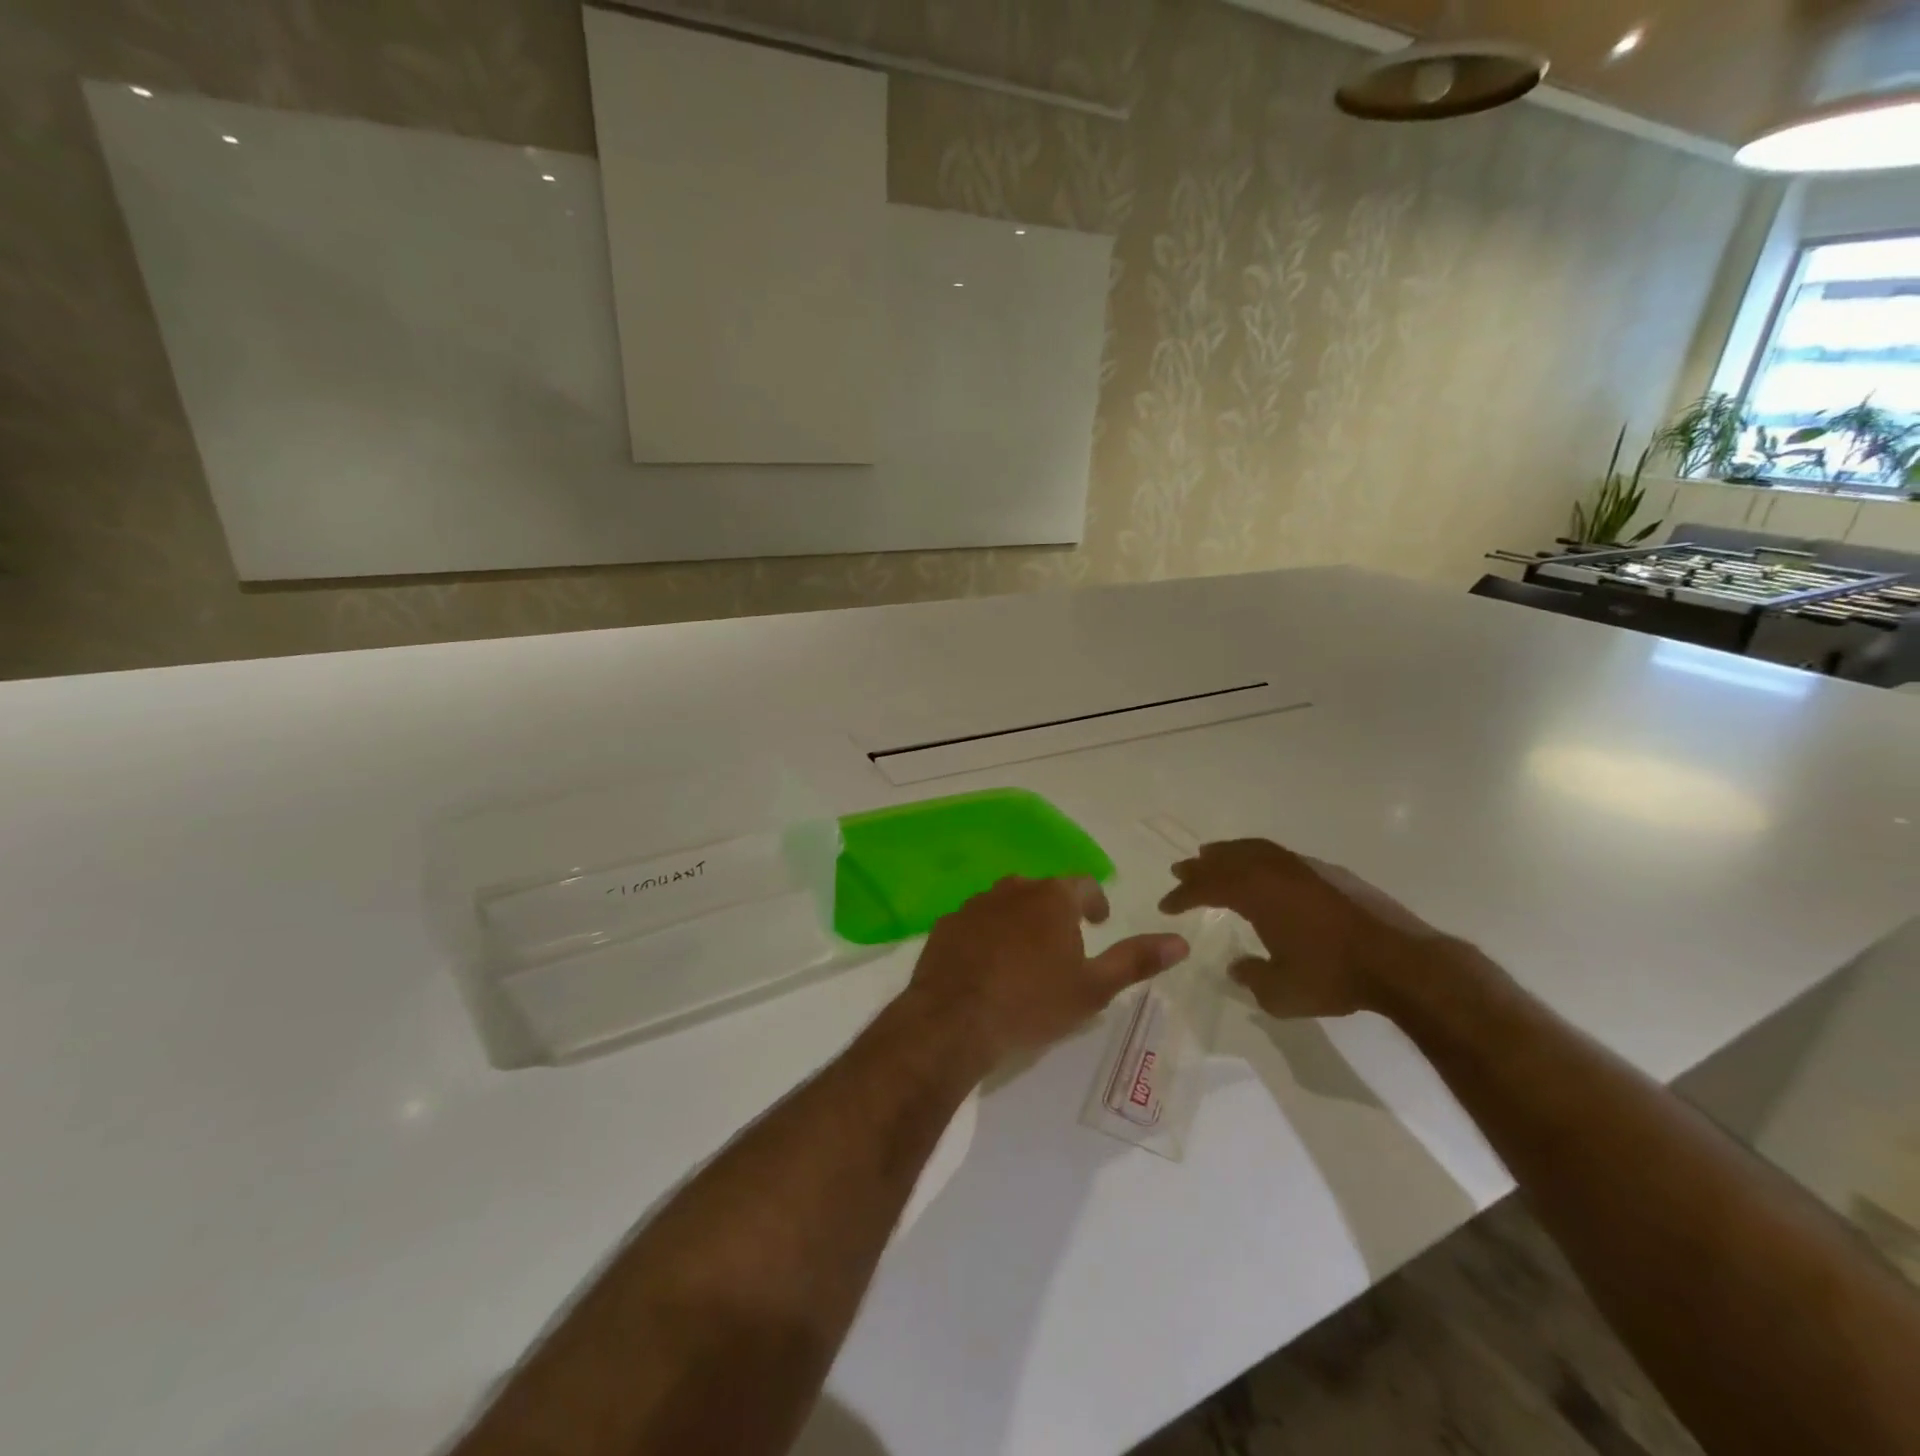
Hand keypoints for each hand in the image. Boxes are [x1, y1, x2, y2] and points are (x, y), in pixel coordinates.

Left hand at [904, 876, 1188, 1067]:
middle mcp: (1012, 890)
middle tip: (1063, 943)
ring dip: (1019, 921)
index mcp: (1052, 898)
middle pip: (1042, 891)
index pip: (1083, 885)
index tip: (1098, 923)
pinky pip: (975, 923)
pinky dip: (986, 935)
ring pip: (1005, 903)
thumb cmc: (1031, 1003)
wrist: (954, 1020)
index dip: (1095, 902)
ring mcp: (974, 905)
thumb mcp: (1093, 988)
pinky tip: (986, 966)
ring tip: (1024, 956)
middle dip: (1056, 911)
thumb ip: (1135, 961)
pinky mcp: (946, 925)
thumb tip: (1180, 942)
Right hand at [1157, 839, 1448, 1019]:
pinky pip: (1281, 856)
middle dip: (1201, 865)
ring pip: (1256, 850)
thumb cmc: (1333, 977)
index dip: (1183, 895)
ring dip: (1230, 853)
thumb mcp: (1281, 992)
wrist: (1401, 963)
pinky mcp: (1331, 873)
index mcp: (1255, 894)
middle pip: (1227, 859)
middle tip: (1181, 869)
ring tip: (1215, 856)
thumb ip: (1252, 977)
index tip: (1166, 905)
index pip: (1207, 887)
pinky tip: (1265, 871)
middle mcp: (1274, 872)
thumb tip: (1238, 967)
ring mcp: (1304, 868)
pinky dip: (1260, 858)